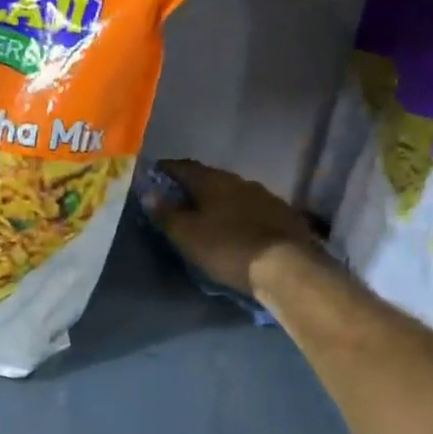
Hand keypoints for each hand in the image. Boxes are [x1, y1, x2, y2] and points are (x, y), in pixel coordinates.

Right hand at [144, 159, 324, 298]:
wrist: (285, 266)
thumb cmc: (227, 247)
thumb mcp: (187, 235)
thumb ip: (166, 213)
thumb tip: (147, 193)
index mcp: (213, 181)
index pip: (184, 167)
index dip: (167, 170)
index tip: (154, 175)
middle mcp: (239, 181)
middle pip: (210, 178)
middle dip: (193, 186)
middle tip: (179, 199)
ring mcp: (265, 196)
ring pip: (234, 192)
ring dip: (219, 200)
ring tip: (208, 214)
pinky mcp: (283, 214)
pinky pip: (253, 208)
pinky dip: (239, 213)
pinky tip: (237, 226)